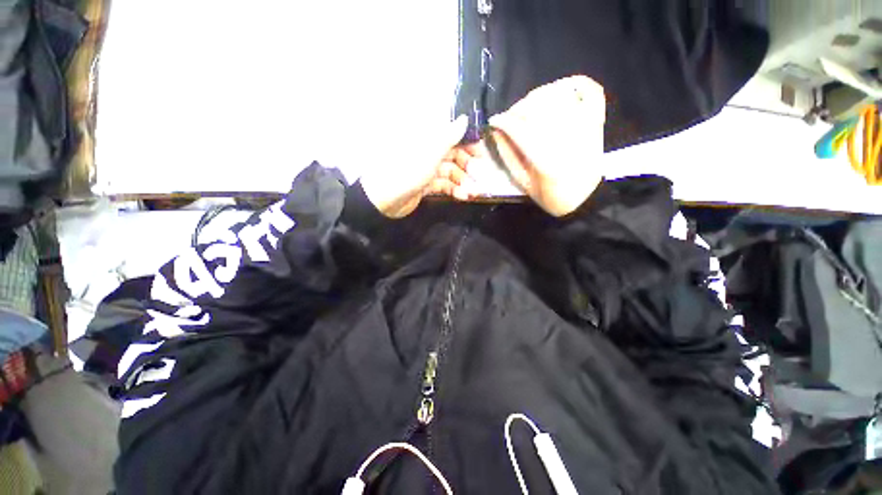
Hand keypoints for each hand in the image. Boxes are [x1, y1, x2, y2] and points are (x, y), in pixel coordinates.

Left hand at [361, 115, 478, 217]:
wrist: (385, 199)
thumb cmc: (408, 171)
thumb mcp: (431, 152)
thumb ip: (449, 136)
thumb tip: (465, 118)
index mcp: (426, 138)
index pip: (451, 135)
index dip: (467, 143)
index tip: (481, 153)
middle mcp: (427, 151)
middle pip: (453, 155)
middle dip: (467, 166)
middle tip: (479, 176)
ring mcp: (426, 169)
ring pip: (449, 172)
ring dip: (463, 181)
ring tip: (473, 191)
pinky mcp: (425, 185)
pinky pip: (443, 184)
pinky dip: (453, 189)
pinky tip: (463, 196)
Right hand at [484, 75, 605, 215]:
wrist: (585, 198)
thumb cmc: (551, 195)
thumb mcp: (523, 182)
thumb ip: (508, 157)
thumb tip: (496, 132)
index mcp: (547, 161)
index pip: (521, 129)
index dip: (504, 121)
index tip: (494, 121)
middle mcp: (567, 138)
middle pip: (538, 107)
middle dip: (517, 109)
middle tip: (510, 117)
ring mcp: (585, 125)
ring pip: (558, 94)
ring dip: (537, 95)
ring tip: (528, 107)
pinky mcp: (596, 119)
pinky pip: (588, 89)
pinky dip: (572, 83)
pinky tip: (556, 90)